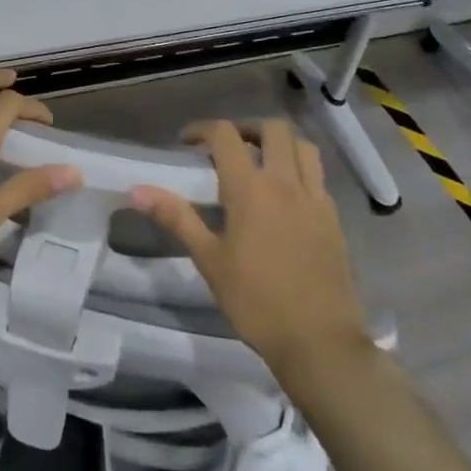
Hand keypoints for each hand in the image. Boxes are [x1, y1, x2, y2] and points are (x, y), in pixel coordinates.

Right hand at [132, 119, 369, 373]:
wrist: (319, 341)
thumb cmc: (256, 302)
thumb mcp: (209, 261)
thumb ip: (177, 217)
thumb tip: (137, 190)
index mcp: (250, 189)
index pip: (226, 135)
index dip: (203, 129)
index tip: (187, 142)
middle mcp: (286, 182)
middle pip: (272, 129)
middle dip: (246, 128)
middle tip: (227, 147)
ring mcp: (315, 198)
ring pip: (302, 145)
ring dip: (279, 142)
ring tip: (260, 162)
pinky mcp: (333, 217)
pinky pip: (317, 174)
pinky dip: (299, 167)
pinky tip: (285, 194)